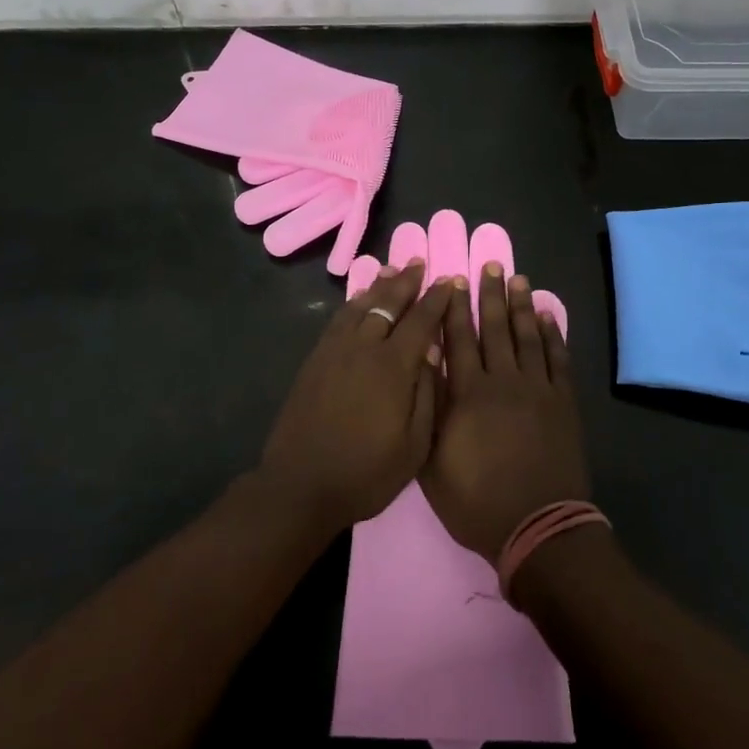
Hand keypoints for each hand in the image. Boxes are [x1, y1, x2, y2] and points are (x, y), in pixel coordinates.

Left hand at [259, 261, 454, 535]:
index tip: (449, 281)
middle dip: (406, 282)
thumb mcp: (413, 446)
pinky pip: (338, 320)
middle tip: (419, 263)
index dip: (436, 300)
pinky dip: (353, 303)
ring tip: (391, 270)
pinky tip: (359, 300)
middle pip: (388, 304)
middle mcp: (364, 348)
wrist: (300, 485)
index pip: (420, 321)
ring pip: (360, 306)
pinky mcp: (315, 360)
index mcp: (393, 367)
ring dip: (378, 286)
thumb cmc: (366, 473)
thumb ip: (426, 394)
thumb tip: (432, 351)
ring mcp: (335, 352)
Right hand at [422, 264, 589, 562]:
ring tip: (518, 278)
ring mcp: (538, 389)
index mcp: (469, 393)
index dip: (456, 308)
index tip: (454, 280)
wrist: (538, 528)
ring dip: (522, 305)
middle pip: (495, 328)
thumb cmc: (477, 501)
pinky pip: (558, 359)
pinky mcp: (564, 402)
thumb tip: (425, 364)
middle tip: (491, 264)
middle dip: (491, 295)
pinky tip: (548, 316)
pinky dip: (553, 335)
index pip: (459, 339)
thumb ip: (429, 410)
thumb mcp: (433, 462)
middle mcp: (503, 380)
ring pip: (527, 336)